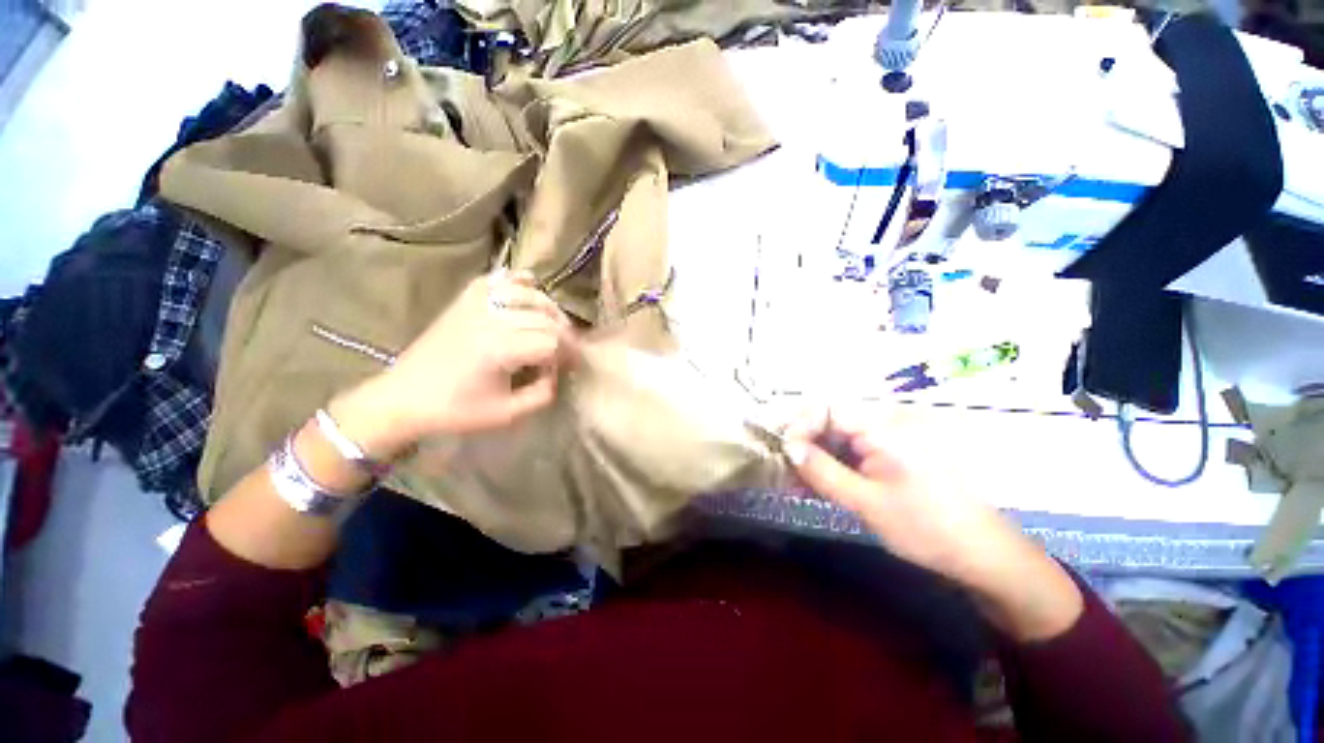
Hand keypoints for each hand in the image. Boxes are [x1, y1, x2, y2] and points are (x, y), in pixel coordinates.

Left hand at [328, 271, 574, 458]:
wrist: (403, 397)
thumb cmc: (456, 410)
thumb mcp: (508, 413)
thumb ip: (543, 393)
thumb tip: (558, 371)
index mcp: (500, 348)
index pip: (552, 340)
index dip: (570, 352)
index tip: (575, 365)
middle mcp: (490, 319)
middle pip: (545, 316)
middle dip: (565, 333)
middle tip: (568, 351)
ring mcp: (475, 304)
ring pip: (528, 294)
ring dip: (549, 308)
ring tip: (554, 325)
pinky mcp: (464, 300)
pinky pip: (498, 280)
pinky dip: (518, 283)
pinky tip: (528, 292)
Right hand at [783, 409, 1082, 640]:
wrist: (983, 554)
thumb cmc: (926, 527)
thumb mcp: (865, 502)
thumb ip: (822, 470)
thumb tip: (788, 447)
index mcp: (885, 426)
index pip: (826, 409)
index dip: (799, 426)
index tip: (784, 454)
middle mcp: (888, 421)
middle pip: (831, 420)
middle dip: (805, 445)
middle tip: (787, 473)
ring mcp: (894, 436)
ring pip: (840, 436)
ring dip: (818, 457)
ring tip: (800, 484)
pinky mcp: (896, 451)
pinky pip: (856, 449)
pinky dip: (836, 464)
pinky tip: (823, 485)